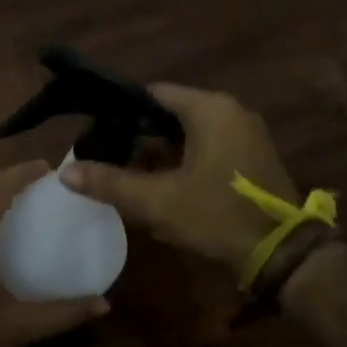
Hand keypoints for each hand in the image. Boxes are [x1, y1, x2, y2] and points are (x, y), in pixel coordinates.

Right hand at [61, 83, 297, 274]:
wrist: (281, 253)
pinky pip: (208, 148)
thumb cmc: (218, 215)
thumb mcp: (158, 201)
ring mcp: (245, 134)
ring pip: (189, 133)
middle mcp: (230, 111)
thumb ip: (111, 183)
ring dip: (160, 154)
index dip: (122, 112)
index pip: (153, 94)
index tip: (99, 134)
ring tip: (131, 178)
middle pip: (170, 114)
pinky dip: (184, 162)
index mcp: (210, 109)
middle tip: (110, 160)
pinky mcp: (251, 156)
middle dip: (140, 138)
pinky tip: (164, 189)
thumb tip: (65, 172)